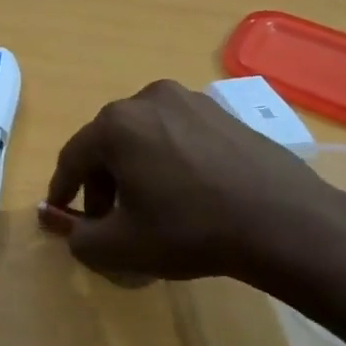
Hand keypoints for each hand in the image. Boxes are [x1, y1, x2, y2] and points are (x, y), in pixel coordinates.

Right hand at [44, 80, 345, 310]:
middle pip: (108, 144)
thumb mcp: (120, 247)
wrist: (284, 221)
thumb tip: (64, 224)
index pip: (73, 157)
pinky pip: (177, 134)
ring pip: (143, 137)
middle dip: (101, 183)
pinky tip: (184, 192)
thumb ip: (78, 237)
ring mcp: (190, 100)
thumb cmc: (190, 231)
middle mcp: (148, 98)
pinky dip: (167, 160)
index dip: (63, 190)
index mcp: (116, 124)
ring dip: (134, 169)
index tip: (61, 215)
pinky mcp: (223, 112)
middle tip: (108, 220)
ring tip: (148, 207)